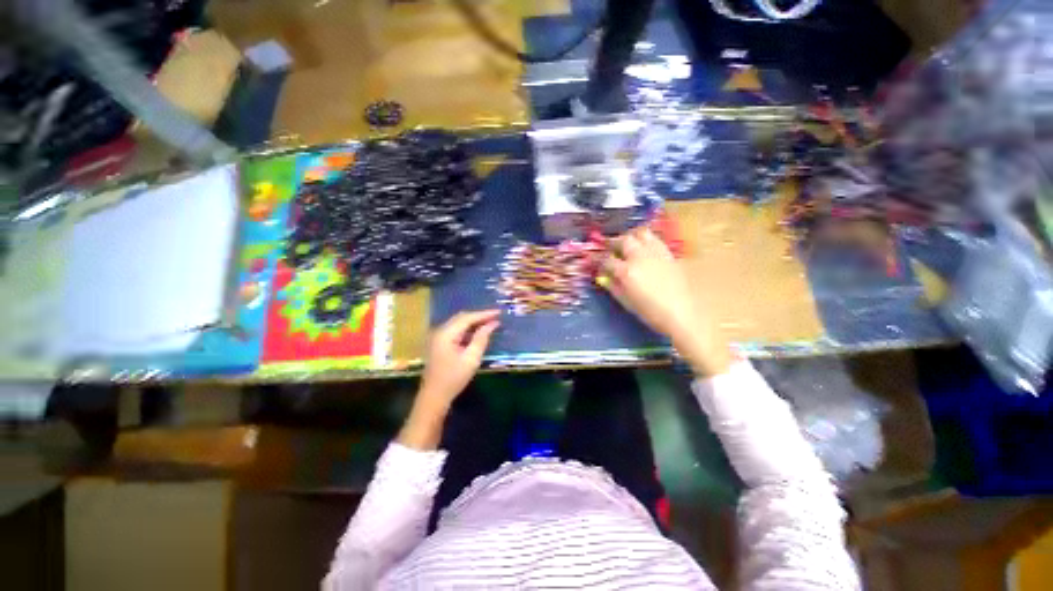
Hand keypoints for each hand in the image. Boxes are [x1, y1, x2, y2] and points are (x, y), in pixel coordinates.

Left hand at [419, 310, 499, 406]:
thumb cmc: (454, 378)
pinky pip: (455, 330)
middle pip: (462, 317)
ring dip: (473, 322)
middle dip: (479, 316)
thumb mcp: (471, 358)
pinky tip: (477, 332)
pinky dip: (467, 329)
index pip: (468, 318)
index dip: (484, 314)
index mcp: (446, 333)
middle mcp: (440, 331)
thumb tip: (492, 324)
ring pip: (458, 323)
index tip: (499, 312)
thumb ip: (481, 338)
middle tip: (496, 317)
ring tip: (489, 322)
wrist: (434, 396)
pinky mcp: (439, 343)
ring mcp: (438, 337)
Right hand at [600, 228, 732, 375]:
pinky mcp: (668, 253)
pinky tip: (644, 248)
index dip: (600, 261)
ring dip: (631, 237)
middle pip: (623, 240)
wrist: (680, 313)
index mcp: (626, 271)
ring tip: (627, 244)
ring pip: (641, 233)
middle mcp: (639, 257)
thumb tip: (604, 277)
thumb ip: (613, 286)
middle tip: (610, 249)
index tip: (599, 264)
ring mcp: (655, 253)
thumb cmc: (650, 312)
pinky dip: (646, 240)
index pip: (607, 260)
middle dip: (614, 243)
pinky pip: (655, 239)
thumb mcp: (626, 301)